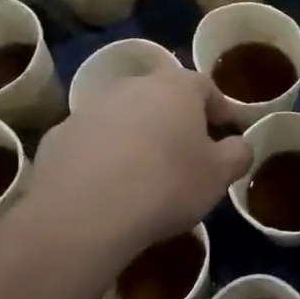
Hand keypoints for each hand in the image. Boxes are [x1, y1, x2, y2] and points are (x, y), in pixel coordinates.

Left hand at [12, 60, 251, 276]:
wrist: (85, 213)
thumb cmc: (166, 185)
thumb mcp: (219, 175)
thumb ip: (237, 154)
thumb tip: (240, 145)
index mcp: (176, 87)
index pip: (206, 86)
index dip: (220, 109)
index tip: (227, 133)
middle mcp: (132, 86)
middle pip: (161, 96)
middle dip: (175, 119)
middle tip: (186, 152)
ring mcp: (90, 108)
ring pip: (123, 116)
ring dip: (136, 135)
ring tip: (143, 173)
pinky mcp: (58, 135)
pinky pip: (91, 141)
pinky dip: (101, 156)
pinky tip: (106, 187)